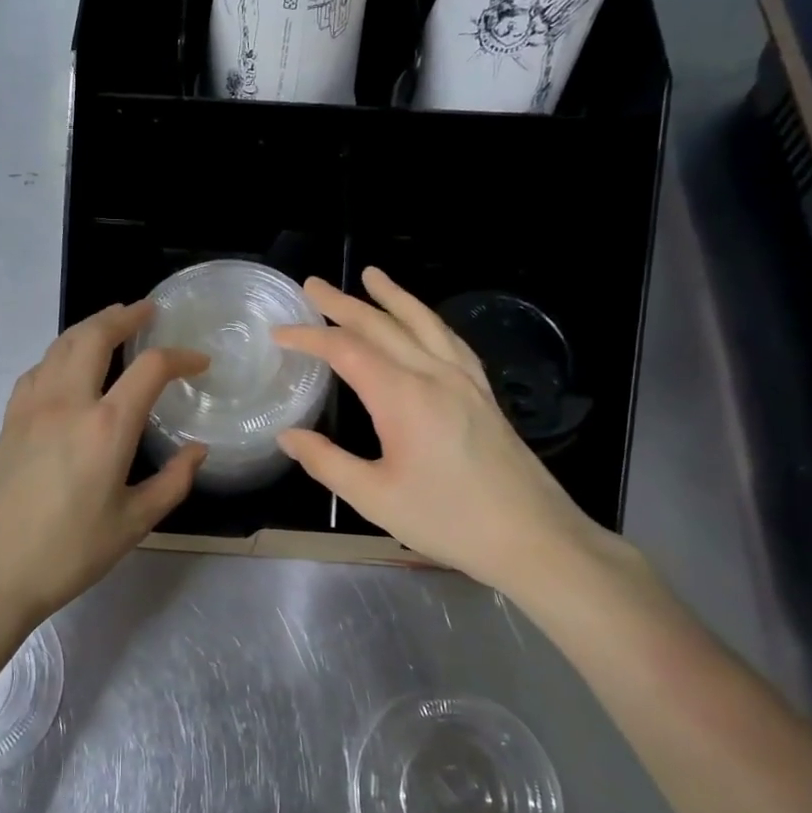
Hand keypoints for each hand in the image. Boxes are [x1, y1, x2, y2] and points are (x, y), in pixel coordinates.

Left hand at [0, 301, 207, 633]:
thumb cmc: (68, 553)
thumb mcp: (133, 524)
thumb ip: (172, 482)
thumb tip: (197, 451)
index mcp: (106, 426)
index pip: (150, 368)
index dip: (181, 357)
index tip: (199, 362)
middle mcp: (67, 402)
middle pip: (95, 335)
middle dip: (125, 316)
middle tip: (147, 311)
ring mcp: (31, 406)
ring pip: (61, 345)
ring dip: (90, 327)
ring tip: (110, 324)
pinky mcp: (9, 420)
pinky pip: (38, 368)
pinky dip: (60, 353)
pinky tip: (66, 367)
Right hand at [273, 267, 620, 596]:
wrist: (532, 537)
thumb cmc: (447, 520)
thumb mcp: (375, 497)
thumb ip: (327, 462)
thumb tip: (287, 436)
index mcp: (403, 397)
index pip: (346, 350)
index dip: (309, 336)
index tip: (279, 331)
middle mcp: (434, 375)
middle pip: (383, 326)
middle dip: (343, 303)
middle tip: (313, 284)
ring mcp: (464, 380)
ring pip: (422, 323)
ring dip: (392, 297)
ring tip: (372, 275)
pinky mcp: (483, 392)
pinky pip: (450, 340)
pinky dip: (427, 319)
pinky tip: (423, 320)